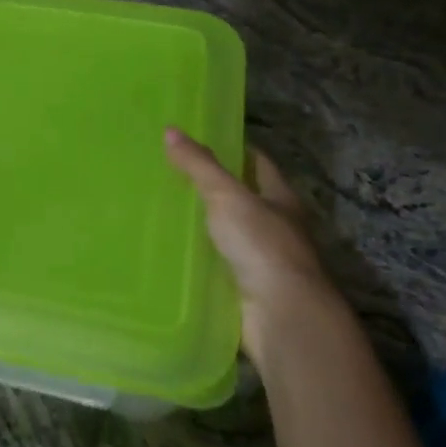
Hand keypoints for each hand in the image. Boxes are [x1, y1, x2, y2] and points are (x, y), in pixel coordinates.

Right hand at [164, 128, 340, 366]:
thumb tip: (170, 129)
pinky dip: (198, 257)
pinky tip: (171, 250)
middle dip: (212, 187)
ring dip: (203, 224)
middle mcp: (276, 227)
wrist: (282, 316)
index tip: (201, 139)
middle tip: (170, 172)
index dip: (234, 149)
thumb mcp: (227, 197)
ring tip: (163, 209)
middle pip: (243, 198)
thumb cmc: (262, 246)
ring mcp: (262, 260)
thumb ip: (199, 166)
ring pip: (228, 233)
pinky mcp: (246, 288)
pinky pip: (217, 264)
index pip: (258, 163)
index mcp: (280, 198)